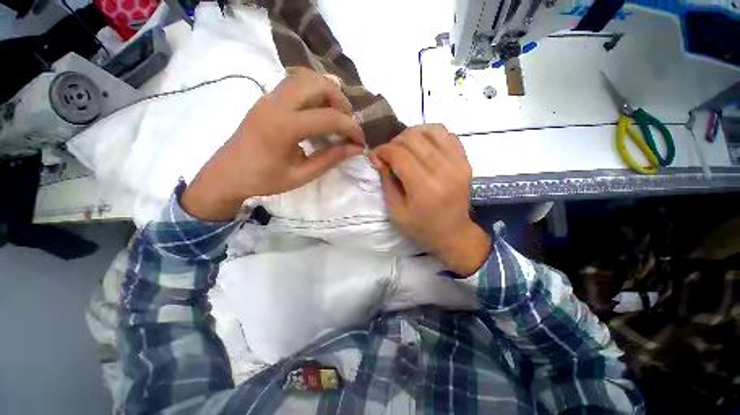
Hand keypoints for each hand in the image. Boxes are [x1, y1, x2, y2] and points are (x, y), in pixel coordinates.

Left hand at [182, 68, 365, 220]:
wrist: (227, 174)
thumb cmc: (265, 179)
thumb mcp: (302, 174)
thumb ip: (331, 158)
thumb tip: (356, 149)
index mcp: (285, 126)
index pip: (330, 117)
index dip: (351, 128)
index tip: (360, 141)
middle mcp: (277, 103)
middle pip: (318, 84)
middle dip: (341, 102)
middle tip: (348, 123)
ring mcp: (269, 97)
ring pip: (306, 78)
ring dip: (327, 93)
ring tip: (335, 116)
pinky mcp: (267, 98)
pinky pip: (295, 83)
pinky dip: (314, 92)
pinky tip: (317, 112)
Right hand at [370, 125, 490, 275]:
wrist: (454, 233)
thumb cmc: (422, 227)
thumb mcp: (396, 211)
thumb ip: (386, 182)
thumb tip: (377, 158)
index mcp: (424, 187)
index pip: (399, 154)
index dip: (382, 150)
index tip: (375, 156)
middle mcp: (443, 170)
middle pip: (413, 138)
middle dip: (394, 142)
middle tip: (389, 155)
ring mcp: (458, 163)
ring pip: (430, 130)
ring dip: (412, 135)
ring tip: (405, 148)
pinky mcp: (465, 161)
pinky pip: (447, 134)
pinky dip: (430, 135)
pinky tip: (423, 146)